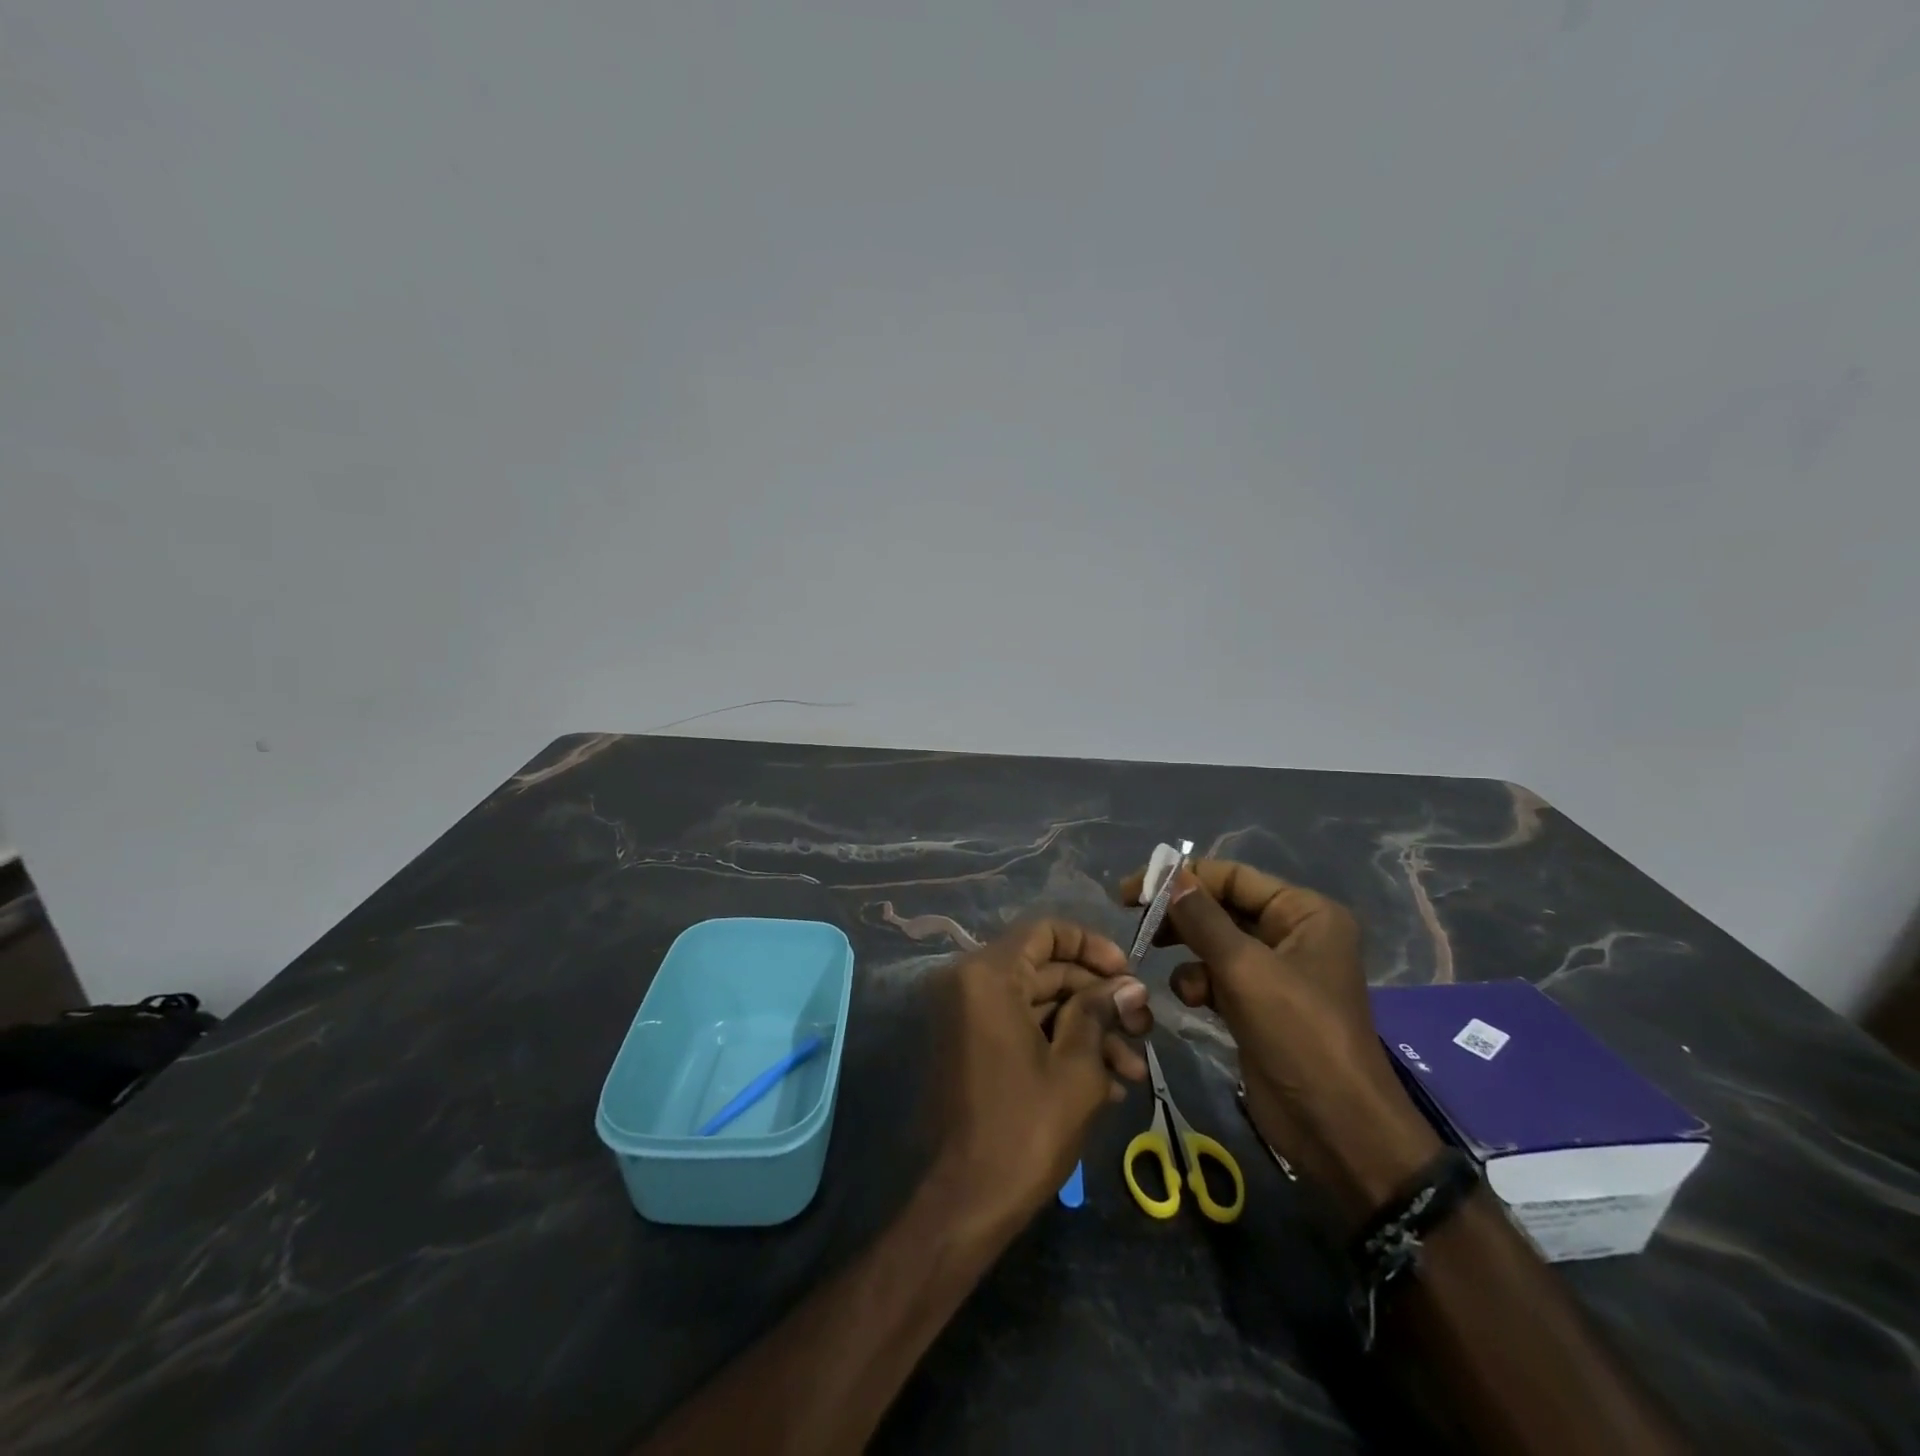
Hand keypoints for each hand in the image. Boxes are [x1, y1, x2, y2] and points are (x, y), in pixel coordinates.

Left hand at [928, 919, 1152, 1235]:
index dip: (1091, 945)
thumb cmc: (1024, 1129)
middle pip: (1045, 969)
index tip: (1127, 974)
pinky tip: (1107, 1083)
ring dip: (1087, 1030)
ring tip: (1134, 1070)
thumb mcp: (1076, 1069)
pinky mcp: (973, 1049)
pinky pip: (1021, 1030)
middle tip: (1143, 1027)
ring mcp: (969, 1018)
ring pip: (1038, 1005)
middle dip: (1098, 997)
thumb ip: (1100, 1013)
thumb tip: (1129, 986)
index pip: (1045, 931)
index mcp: (988, 976)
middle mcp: (970, 985)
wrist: (965, 1205)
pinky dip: (1059, 1046)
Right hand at [1119, 859, 1438, 1226]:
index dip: (1183, 877)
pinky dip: (1199, 981)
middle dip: (1180, 915)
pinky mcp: (1258, 1004)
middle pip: (1221, 907)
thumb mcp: (1245, 969)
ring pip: (1214, 942)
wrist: (1335, 1129)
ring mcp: (1275, 971)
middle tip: (1135, 920)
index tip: (1133, 889)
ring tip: (1155, 956)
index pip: (1233, 877)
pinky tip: (1192, 1000)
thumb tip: (1170, 876)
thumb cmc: (1298, 1034)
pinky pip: (1218, 975)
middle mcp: (1292, 933)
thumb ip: (1202, 919)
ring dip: (1186, 950)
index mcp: (1304, 913)